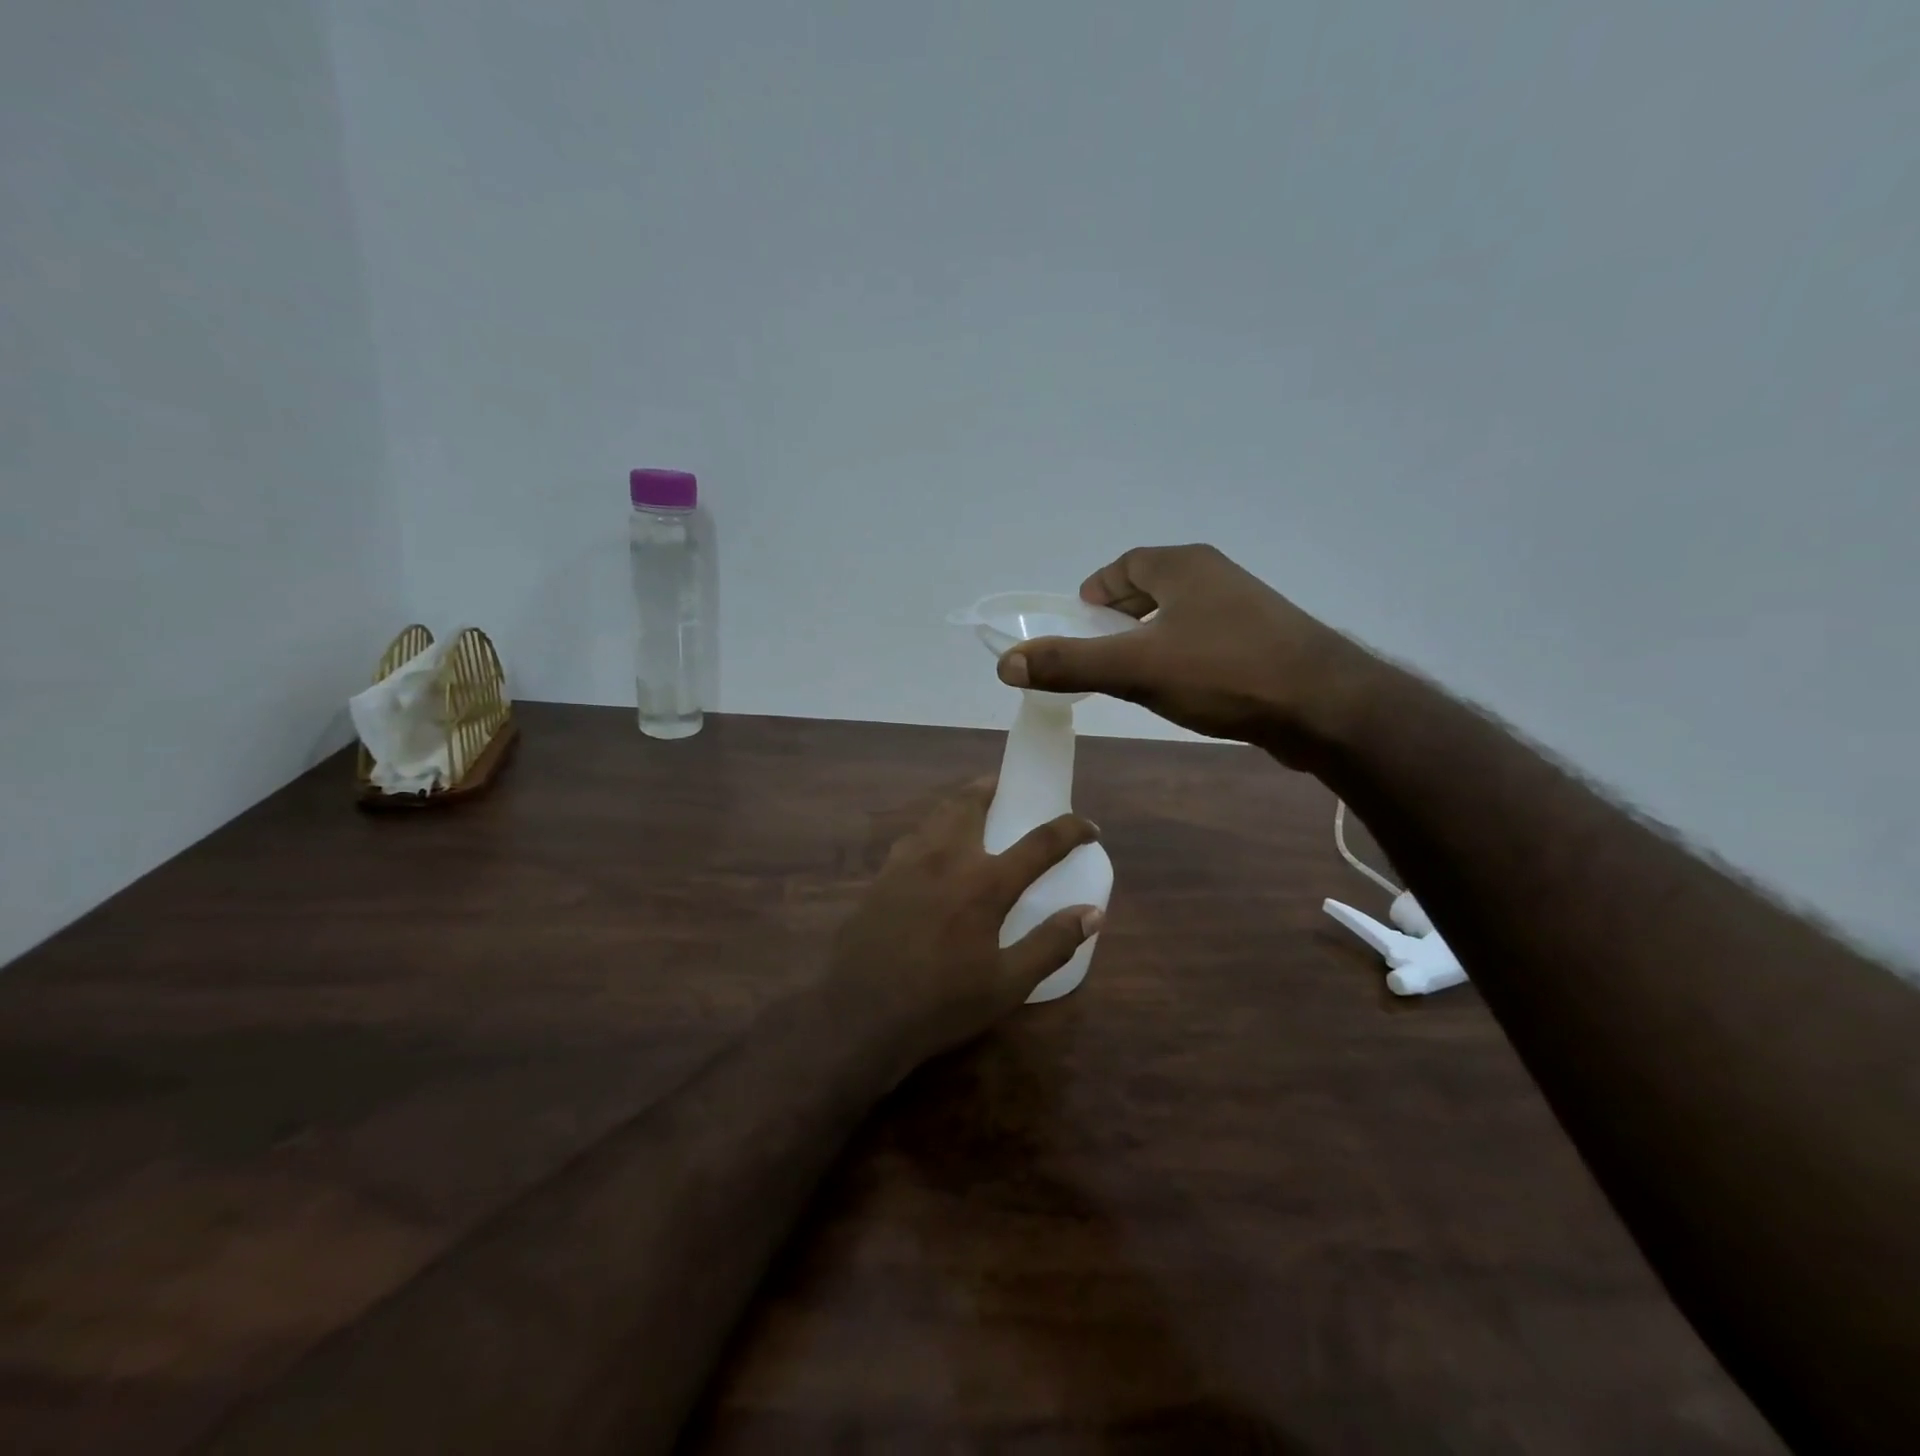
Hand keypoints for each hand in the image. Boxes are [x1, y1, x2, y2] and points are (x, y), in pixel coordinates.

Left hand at [823, 779, 1102, 1075]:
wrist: (860, 1015)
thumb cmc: (941, 1003)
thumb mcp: (1007, 985)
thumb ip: (1051, 944)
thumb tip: (1092, 913)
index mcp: (984, 883)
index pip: (1040, 842)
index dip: (1070, 829)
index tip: (1089, 827)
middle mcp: (946, 858)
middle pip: (972, 802)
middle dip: (995, 787)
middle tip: (1009, 789)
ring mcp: (907, 863)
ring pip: (937, 814)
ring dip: (961, 803)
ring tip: (975, 810)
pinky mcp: (881, 877)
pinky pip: (913, 837)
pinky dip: (933, 829)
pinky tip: (934, 851)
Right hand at [996, 543, 1369, 765]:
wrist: (1326, 707)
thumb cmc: (1224, 672)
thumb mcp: (1135, 668)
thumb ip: (1069, 664)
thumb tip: (1006, 663)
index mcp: (1184, 566)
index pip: (1126, 564)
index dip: (1097, 590)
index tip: (1078, 621)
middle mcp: (1216, 576)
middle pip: (1153, 586)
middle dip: (1121, 614)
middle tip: (1098, 649)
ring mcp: (1246, 609)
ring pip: (1182, 615)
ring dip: (1152, 637)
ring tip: (1133, 673)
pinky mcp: (1266, 642)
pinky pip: (1207, 639)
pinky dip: (1182, 654)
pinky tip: (1181, 689)